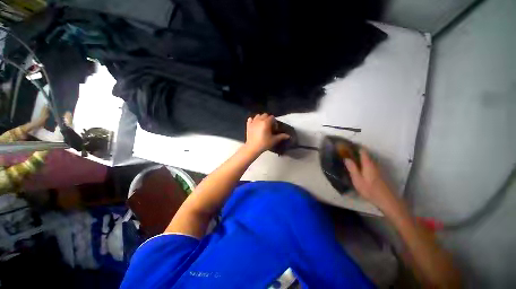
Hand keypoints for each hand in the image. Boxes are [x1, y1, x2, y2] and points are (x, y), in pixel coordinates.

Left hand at [245, 114, 289, 152]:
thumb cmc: (264, 143)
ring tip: (262, 125)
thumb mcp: (274, 140)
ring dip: (261, 118)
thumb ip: (281, 136)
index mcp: (266, 122)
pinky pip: (250, 119)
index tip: (274, 128)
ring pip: (258, 116)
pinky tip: (255, 124)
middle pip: (265, 115)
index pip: (272, 117)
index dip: (274, 122)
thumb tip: (288, 135)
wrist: (252, 148)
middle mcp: (259, 120)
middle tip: (269, 126)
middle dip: (268, 119)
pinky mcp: (248, 125)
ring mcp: (253, 122)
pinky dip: (253, 120)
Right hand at [344, 148, 400, 213]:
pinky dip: (363, 163)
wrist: (387, 200)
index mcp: (368, 164)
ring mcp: (377, 169)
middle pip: (365, 155)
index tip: (347, 145)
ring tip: (350, 159)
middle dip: (356, 152)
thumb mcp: (357, 180)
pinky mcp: (379, 174)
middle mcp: (374, 164)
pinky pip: (369, 165)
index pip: (362, 151)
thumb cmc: (370, 190)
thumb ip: (352, 168)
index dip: (355, 147)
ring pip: (368, 160)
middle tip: (346, 153)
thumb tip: (346, 158)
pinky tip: (358, 168)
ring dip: (360, 158)